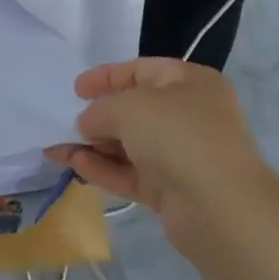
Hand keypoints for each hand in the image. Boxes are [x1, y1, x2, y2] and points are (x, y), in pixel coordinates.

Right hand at [46, 59, 274, 250]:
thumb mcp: (129, 106)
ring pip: (132, 145)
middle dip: (99, 115)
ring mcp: (184, 156)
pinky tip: (74, 164)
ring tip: (57, 146)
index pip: (142, 70)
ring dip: (96, 145)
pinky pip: (133, 173)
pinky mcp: (175, 192)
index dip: (106, 76)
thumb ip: (100, 109)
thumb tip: (87, 123)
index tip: (76, 89)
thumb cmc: (178, 135)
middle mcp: (192, 115)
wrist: (221, 209)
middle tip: (67, 119)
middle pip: (136, 109)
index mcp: (191, 82)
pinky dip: (105, 169)